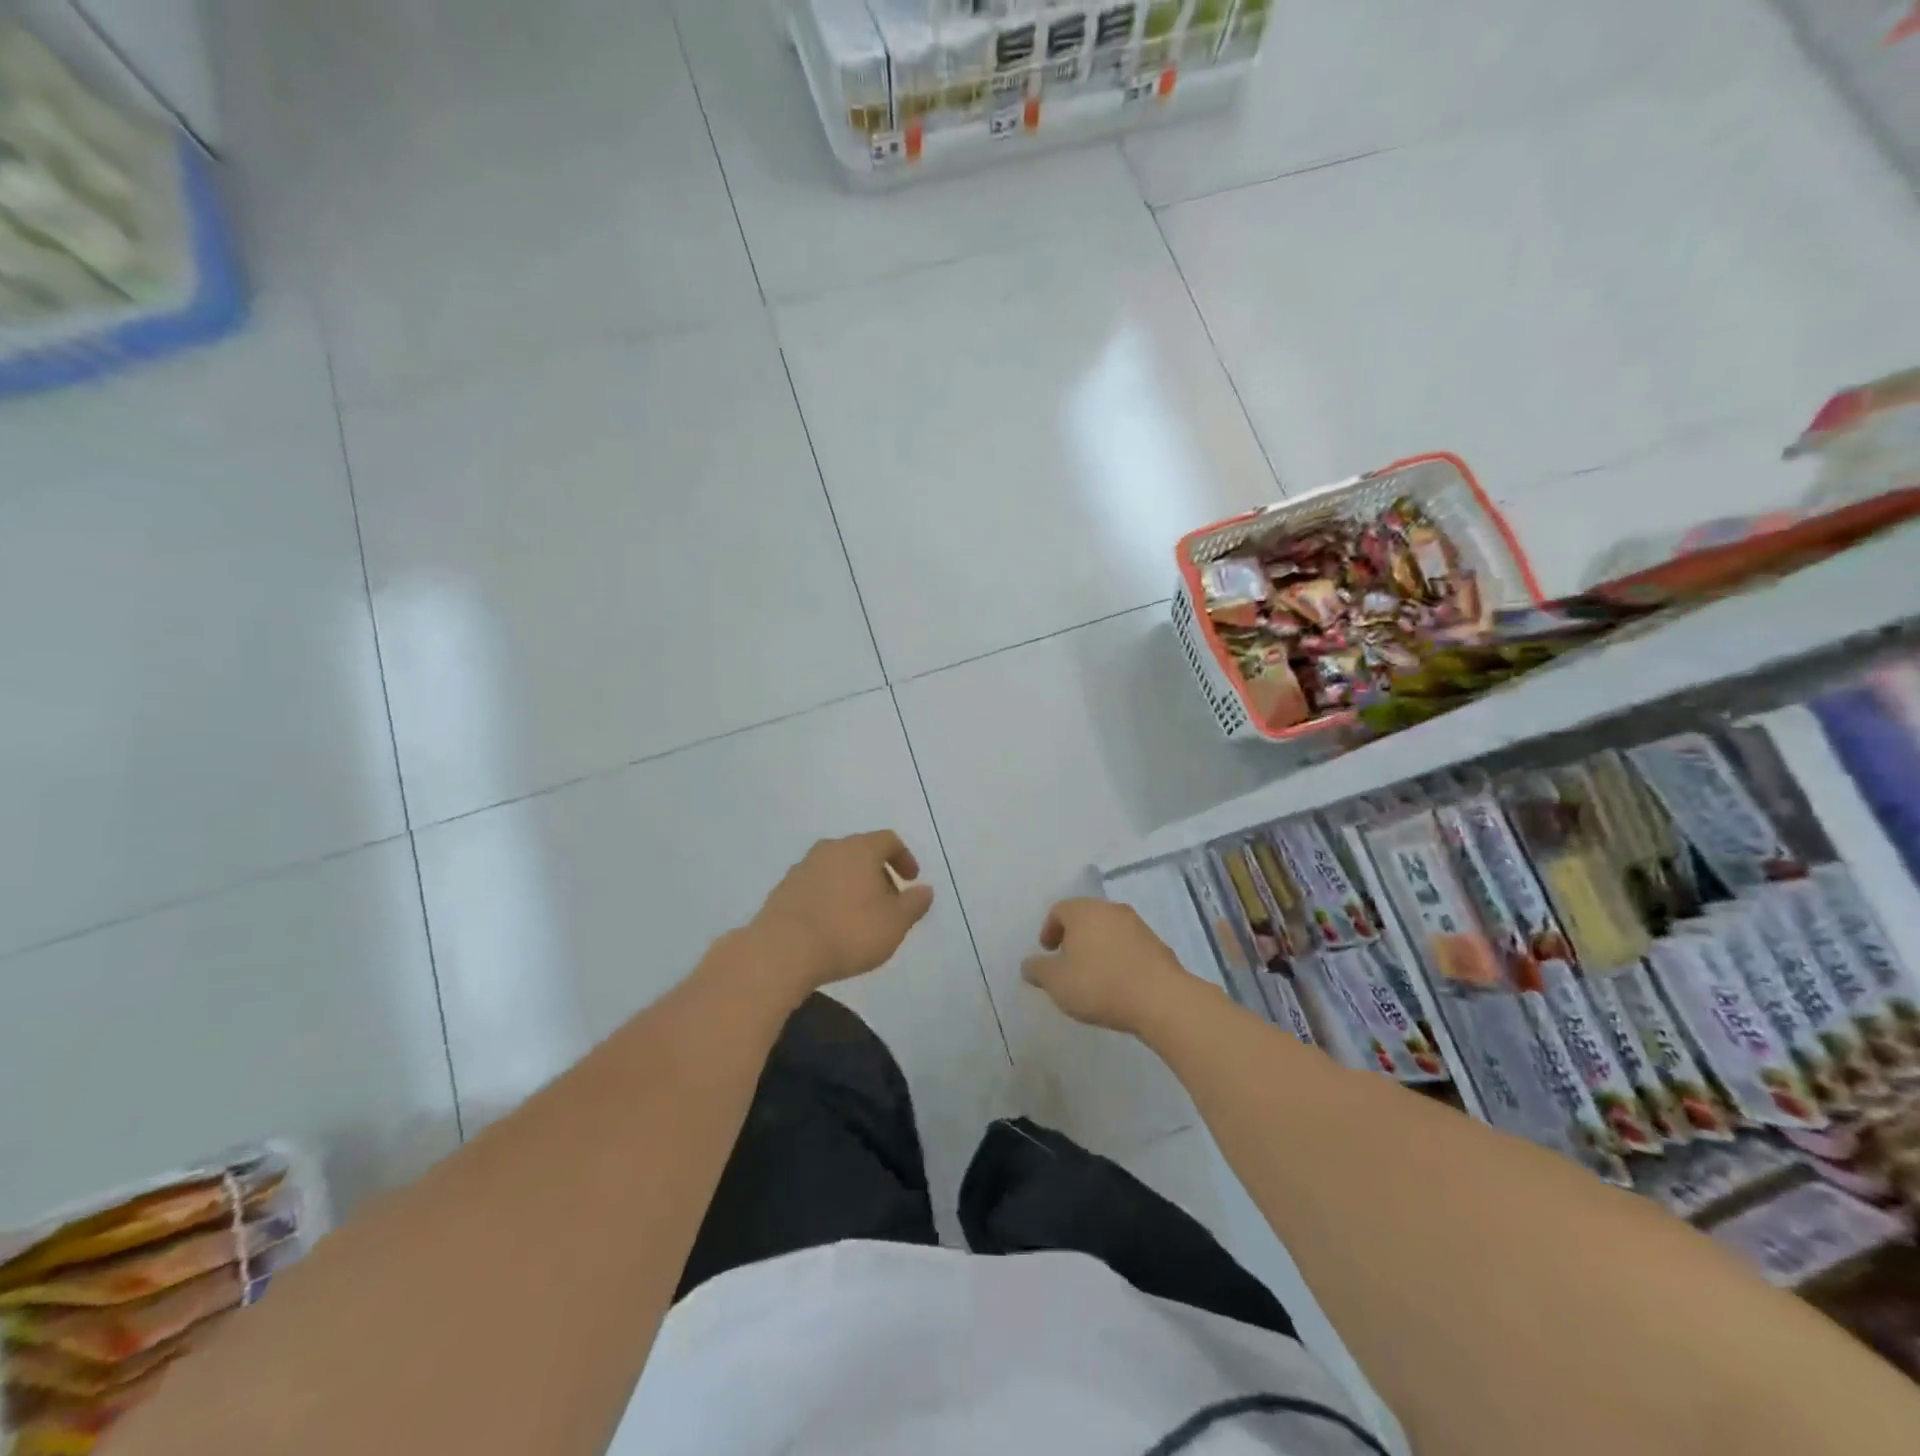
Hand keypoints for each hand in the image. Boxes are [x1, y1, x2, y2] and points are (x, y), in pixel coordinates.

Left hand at [751, 832, 934, 991]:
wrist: (782, 951)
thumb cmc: (848, 932)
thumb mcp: (894, 923)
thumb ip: (914, 904)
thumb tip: (925, 890)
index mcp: (859, 849)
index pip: (888, 840)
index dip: (904, 858)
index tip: (911, 881)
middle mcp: (830, 849)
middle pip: (861, 852)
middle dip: (878, 873)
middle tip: (889, 902)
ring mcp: (802, 868)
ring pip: (836, 868)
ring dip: (852, 885)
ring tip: (860, 917)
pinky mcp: (783, 889)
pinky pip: (816, 885)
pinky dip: (830, 897)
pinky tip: (832, 925)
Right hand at [1021, 899, 1196, 1035]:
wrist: (1160, 999)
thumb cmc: (1099, 985)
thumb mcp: (1057, 982)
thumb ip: (1038, 970)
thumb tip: (1029, 965)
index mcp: (1084, 911)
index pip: (1059, 910)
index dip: (1049, 930)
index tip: (1048, 952)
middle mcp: (1110, 909)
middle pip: (1085, 916)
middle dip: (1073, 937)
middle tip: (1067, 962)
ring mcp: (1137, 925)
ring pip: (1108, 929)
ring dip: (1097, 946)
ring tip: (1093, 974)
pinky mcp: (1157, 944)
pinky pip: (1128, 944)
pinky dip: (1118, 956)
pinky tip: (1118, 981)